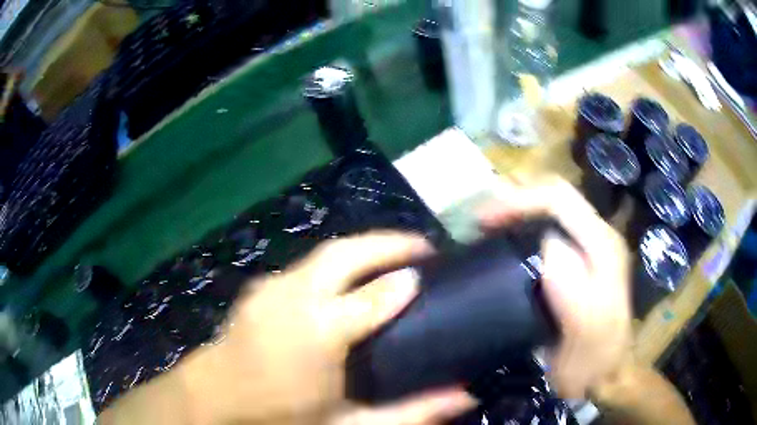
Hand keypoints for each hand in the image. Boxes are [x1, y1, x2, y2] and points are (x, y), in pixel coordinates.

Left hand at [181, 232, 476, 423]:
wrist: (211, 399)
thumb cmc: (278, 415)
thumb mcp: (348, 423)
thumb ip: (409, 412)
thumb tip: (464, 397)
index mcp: (318, 331)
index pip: (374, 295)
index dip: (405, 278)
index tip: (431, 269)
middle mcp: (293, 297)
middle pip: (345, 253)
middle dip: (386, 241)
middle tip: (420, 243)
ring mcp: (271, 288)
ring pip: (324, 253)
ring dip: (361, 248)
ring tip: (389, 256)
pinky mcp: (259, 289)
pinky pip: (305, 266)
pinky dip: (333, 263)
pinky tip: (344, 278)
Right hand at [479, 176, 632, 398]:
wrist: (603, 373)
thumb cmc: (593, 361)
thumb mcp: (587, 340)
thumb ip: (578, 299)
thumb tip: (550, 248)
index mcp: (602, 247)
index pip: (560, 200)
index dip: (519, 201)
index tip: (482, 222)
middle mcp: (598, 237)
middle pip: (554, 197)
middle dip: (514, 200)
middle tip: (477, 223)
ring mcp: (588, 247)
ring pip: (550, 210)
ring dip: (516, 213)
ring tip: (484, 230)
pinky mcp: (578, 260)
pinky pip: (547, 229)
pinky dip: (522, 228)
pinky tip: (504, 246)